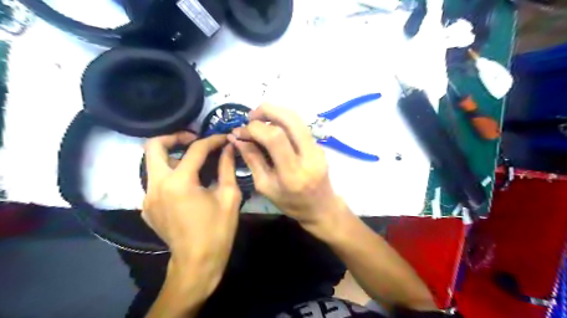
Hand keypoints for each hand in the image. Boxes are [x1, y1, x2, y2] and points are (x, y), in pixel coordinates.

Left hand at [143, 131, 238, 290]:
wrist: (197, 262)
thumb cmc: (218, 230)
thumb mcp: (229, 196)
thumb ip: (227, 167)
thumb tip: (229, 148)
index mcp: (180, 182)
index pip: (195, 149)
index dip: (212, 140)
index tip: (224, 138)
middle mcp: (156, 185)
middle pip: (154, 147)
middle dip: (174, 137)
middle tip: (193, 139)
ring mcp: (147, 197)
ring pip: (153, 164)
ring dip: (172, 157)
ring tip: (193, 162)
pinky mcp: (146, 207)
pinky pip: (155, 181)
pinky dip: (170, 175)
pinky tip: (187, 184)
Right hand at [228, 106, 347, 232]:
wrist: (322, 207)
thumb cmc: (292, 203)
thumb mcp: (266, 187)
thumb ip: (252, 160)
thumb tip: (238, 138)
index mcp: (293, 173)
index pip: (275, 138)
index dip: (254, 129)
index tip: (240, 131)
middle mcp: (308, 156)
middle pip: (290, 120)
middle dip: (267, 111)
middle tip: (250, 116)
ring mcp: (317, 148)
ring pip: (297, 119)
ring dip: (276, 112)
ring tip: (259, 119)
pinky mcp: (319, 145)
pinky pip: (300, 126)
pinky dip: (283, 121)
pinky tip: (272, 128)